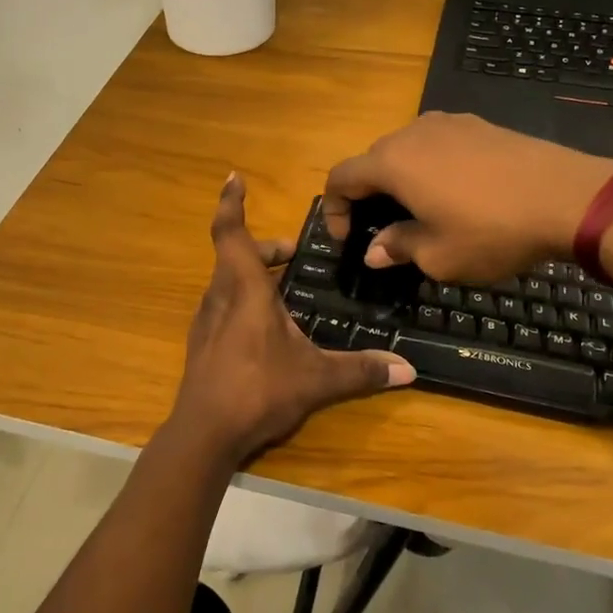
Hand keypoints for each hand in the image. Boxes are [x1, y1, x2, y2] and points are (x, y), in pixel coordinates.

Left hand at [167, 174, 414, 467]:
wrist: (203, 435)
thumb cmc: (258, 390)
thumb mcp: (316, 379)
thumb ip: (361, 370)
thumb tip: (409, 370)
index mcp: (245, 290)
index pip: (231, 233)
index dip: (231, 203)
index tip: (233, 177)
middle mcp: (220, 297)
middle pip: (236, 256)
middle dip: (264, 249)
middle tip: (293, 255)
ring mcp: (206, 321)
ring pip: (227, 281)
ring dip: (252, 274)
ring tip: (284, 289)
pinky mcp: (203, 344)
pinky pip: (222, 305)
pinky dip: (242, 299)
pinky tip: (265, 328)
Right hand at [323, 112, 612, 281]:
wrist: (568, 197)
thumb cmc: (492, 231)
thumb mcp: (439, 256)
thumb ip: (398, 248)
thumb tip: (374, 251)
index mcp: (393, 162)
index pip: (341, 177)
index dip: (334, 209)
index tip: (348, 239)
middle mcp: (413, 133)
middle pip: (373, 160)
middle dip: (368, 195)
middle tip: (383, 230)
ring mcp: (450, 123)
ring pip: (407, 149)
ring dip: (401, 179)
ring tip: (420, 212)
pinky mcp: (480, 125)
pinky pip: (439, 145)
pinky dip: (431, 168)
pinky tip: (457, 194)